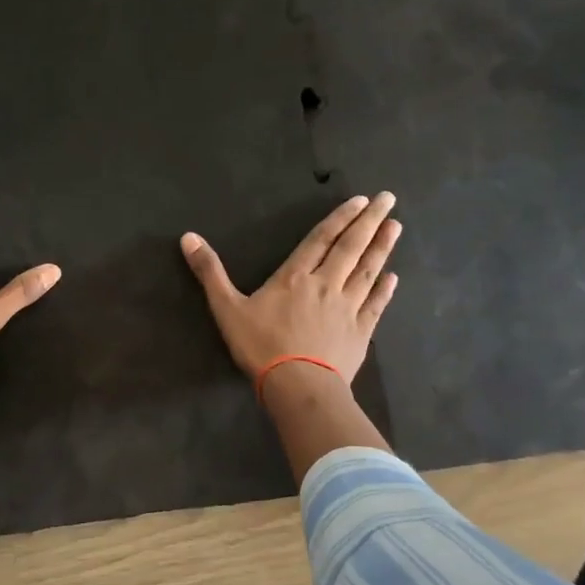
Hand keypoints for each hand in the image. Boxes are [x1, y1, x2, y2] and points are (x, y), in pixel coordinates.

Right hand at [181, 193, 400, 385]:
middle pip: (351, 248)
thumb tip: (188, 236)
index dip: (340, 218)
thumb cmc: (260, 346)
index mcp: (295, 276)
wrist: (298, 386)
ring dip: (382, 247)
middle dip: (370, 221)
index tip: (361, 200)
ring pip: (368, 271)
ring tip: (396, 226)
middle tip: (389, 198)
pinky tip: (393, 277)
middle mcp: (326, 285)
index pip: (321, 239)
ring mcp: (347, 308)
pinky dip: (385, 289)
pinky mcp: (360, 332)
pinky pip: (376, 305)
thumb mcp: (226, 308)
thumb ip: (209, 272)